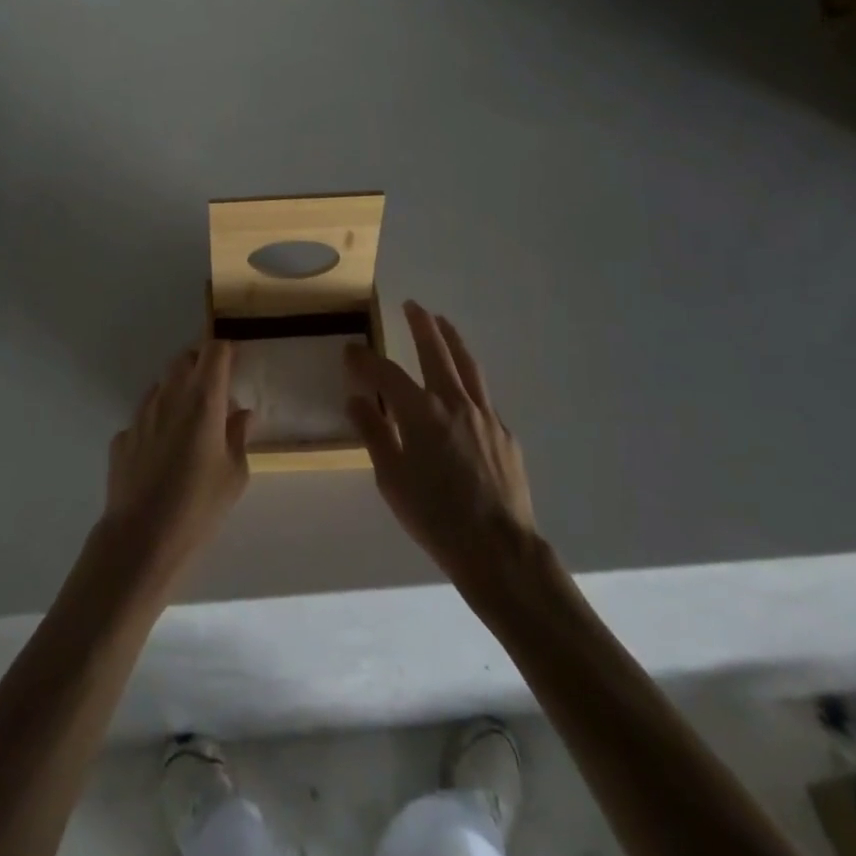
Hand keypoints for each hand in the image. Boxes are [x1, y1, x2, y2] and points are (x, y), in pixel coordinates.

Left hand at [101, 342, 252, 585]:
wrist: (141, 538)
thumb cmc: (199, 505)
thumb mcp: (234, 474)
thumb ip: (239, 436)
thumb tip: (242, 414)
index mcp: (203, 400)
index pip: (214, 351)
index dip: (227, 351)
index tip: (237, 362)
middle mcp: (169, 396)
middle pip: (185, 359)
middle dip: (201, 366)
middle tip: (217, 391)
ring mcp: (141, 414)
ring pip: (162, 385)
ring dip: (179, 392)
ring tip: (191, 424)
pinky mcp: (123, 436)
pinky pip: (145, 416)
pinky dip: (158, 421)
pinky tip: (164, 452)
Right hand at [346, 302, 542, 606]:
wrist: (498, 550)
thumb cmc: (435, 517)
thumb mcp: (392, 479)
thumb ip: (374, 433)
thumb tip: (355, 400)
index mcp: (421, 412)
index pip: (386, 373)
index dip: (365, 359)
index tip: (351, 349)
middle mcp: (454, 403)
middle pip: (436, 351)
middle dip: (421, 325)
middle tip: (411, 305)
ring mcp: (484, 415)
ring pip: (467, 364)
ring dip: (451, 339)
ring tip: (442, 321)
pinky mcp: (504, 433)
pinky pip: (482, 395)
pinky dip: (468, 379)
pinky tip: (463, 386)